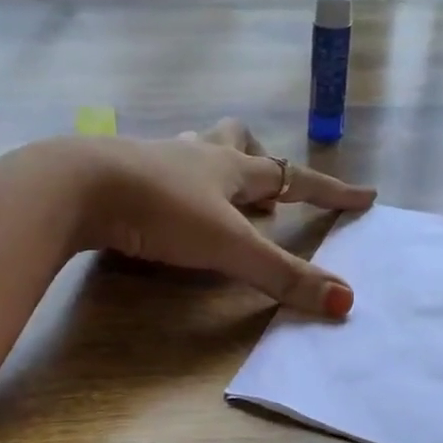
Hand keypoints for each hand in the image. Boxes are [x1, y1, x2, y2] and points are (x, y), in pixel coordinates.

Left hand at [70, 118, 376, 316]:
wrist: (76, 186)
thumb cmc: (160, 210)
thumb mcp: (228, 246)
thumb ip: (282, 276)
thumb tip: (345, 301)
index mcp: (230, 167)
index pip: (294, 177)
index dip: (332, 191)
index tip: (366, 196)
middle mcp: (196, 154)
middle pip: (240, 141)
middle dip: (261, 161)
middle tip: (269, 187)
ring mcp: (155, 158)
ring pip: (196, 147)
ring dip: (215, 163)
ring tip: (219, 188)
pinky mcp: (120, 171)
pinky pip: (158, 166)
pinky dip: (173, 179)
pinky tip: (163, 199)